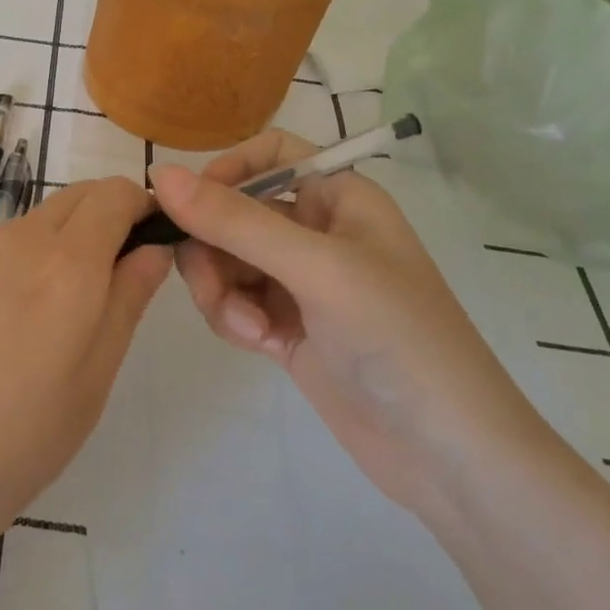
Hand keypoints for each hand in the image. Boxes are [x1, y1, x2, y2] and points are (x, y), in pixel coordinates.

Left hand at [0, 177, 171, 567]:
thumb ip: (125, 304)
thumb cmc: (4, 448)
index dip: (142, 208)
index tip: (151, 247)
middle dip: (105, 222)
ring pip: (30, 227)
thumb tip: (151, 250)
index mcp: (65, 265)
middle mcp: (14, 242)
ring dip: (57, 250)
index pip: (115, 195)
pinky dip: (12, 270)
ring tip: (44, 329)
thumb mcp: (87, 387)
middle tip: (109, 290)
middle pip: (74, 201)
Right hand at [150, 132, 547, 513]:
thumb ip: (236, 221)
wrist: (448, 455)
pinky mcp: (288, 327)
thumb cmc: (397, 338)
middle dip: (213, 247)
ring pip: (227, 261)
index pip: (270, 154)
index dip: (227, 171)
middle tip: (211, 286)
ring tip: (249, 330)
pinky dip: (235, 319)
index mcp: (338, 197)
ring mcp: (302, 283)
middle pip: (235, 212)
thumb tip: (160, 173)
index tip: (192, 207)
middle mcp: (317, 231)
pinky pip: (236, 302)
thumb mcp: (317, 269)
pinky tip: (260, 345)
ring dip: (221, 290)